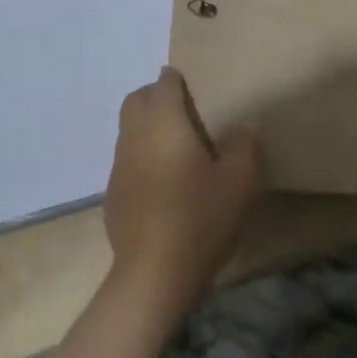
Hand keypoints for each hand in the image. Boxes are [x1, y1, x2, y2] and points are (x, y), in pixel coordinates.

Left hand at [103, 69, 261, 311]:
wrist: (153, 276)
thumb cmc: (198, 218)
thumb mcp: (239, 181)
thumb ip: (244, 146)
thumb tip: (241, 129)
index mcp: (163, 121)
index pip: (164, 83)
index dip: (178, 81)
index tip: (197, 91)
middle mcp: (135, 134)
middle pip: (138, 99)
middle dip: (156, 97)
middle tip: (185, 113)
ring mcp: (119, 165)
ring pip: (129, 129)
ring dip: (147, 128)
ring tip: (176, 149)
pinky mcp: (112, 194)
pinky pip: (126, 160)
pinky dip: (141, 158)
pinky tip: (162, 184)